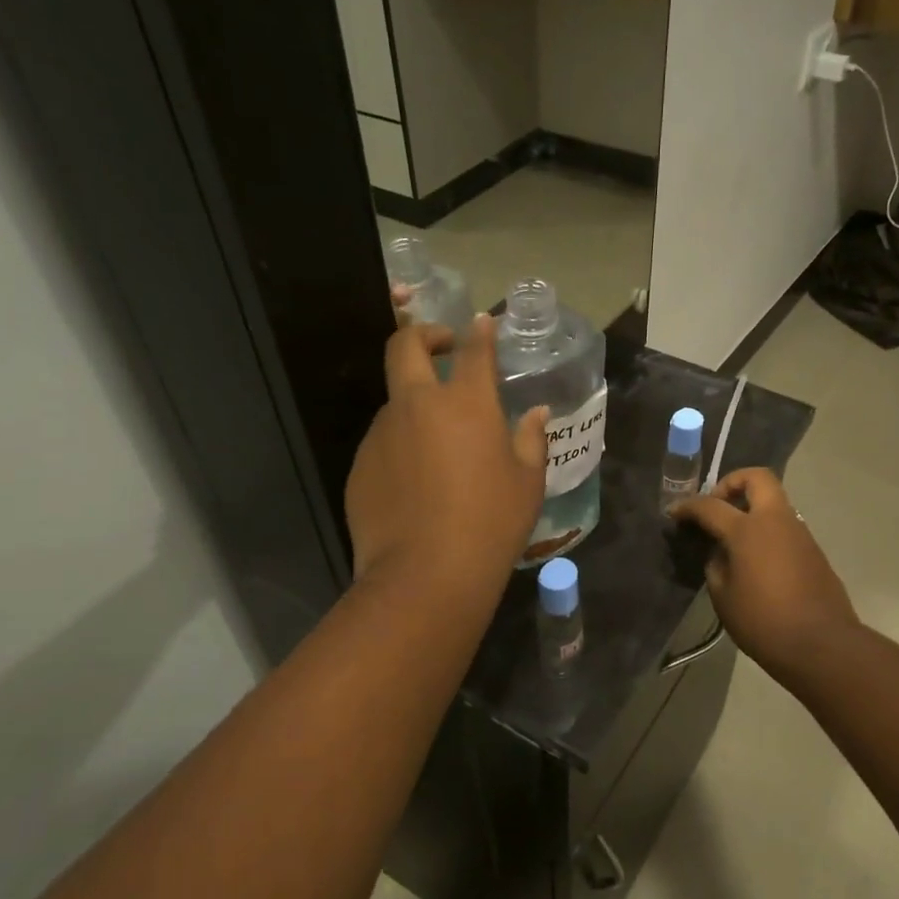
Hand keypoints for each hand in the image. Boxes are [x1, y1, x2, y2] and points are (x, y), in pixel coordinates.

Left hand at [345, 317, 548, 587]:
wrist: (425, 575)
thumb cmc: (490, 524)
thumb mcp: (527, 483)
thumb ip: (531, 439)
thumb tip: (536, 414)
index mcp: (465, 403)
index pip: (473, 351)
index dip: (479, 332)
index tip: (481, 323)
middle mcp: (417, 406)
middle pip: (406, 347)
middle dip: (424, 335)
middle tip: (442, 347)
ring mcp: (382, 434)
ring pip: (395, 401)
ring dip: (415, 405)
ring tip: (439, 445)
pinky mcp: (361, 465)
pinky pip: (384, 442)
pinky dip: (402, 446)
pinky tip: (418, 484)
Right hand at [672, 468, 860, 678]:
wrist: (822, 645)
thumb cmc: (763, 622)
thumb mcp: (723, 596)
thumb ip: (716, 564)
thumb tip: (721, 551)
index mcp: (748, 530)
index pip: (710, 505)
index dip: (688, 506)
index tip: (674, 513)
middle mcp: (776, 521)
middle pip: (757, 478)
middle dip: (732, 483)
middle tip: (717, 506)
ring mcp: (800, 533)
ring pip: (774, 502)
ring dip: (752, 509)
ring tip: (734, 540)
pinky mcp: (813, 551)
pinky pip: (785, 527)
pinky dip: (766, 531)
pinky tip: (755, 561)